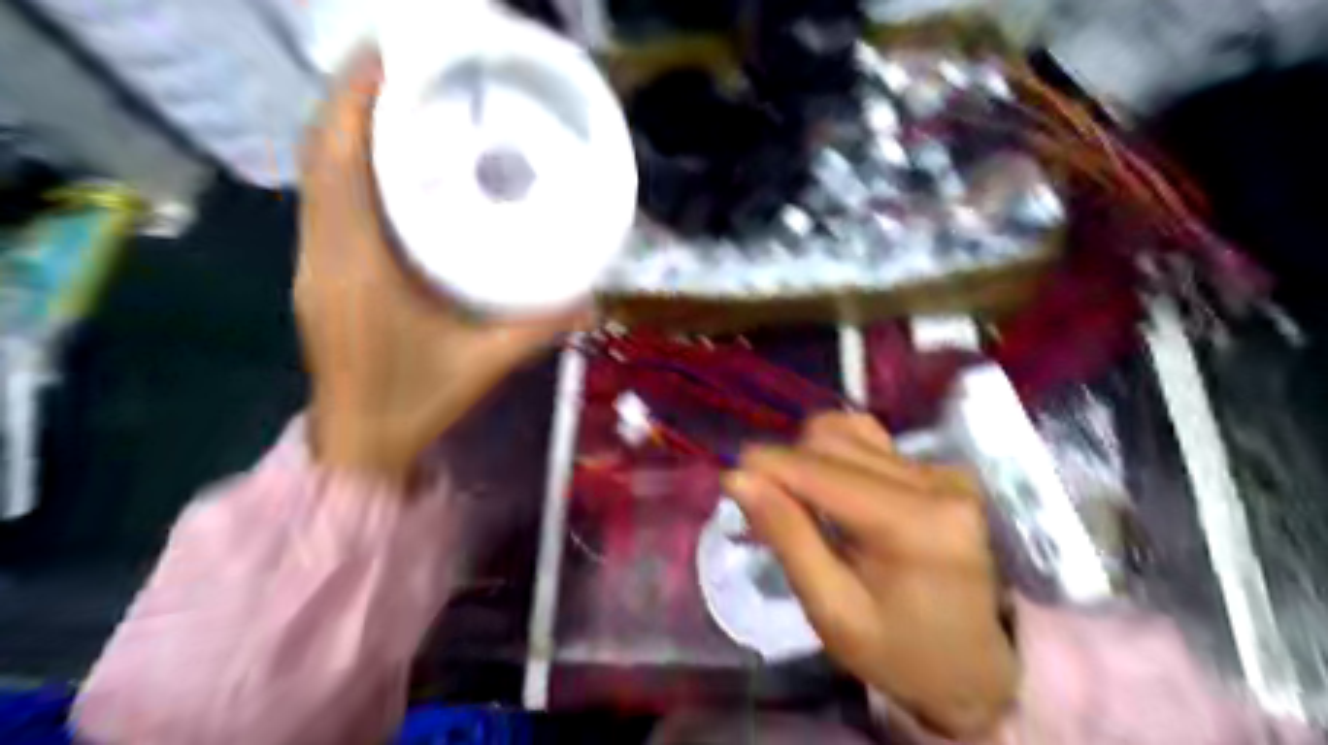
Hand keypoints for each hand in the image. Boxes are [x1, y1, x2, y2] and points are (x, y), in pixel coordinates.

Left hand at [294, 49, 583, 483]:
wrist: (360, 445)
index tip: (387, 58)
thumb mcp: (485, 364)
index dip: (354, 103)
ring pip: (315, 176)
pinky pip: (323, 200)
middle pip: (319, 156)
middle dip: (352, 101)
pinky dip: (345, 166)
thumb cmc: (415, 403)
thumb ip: (539, 327)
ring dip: (345, 130)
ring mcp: (312, 263)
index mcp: (357, 269)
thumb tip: (592, 297)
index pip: (339, 166)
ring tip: (395, 101)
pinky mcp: (318, 273)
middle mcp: (323, 254)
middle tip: (403, 68)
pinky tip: (384, 163)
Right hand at [724, 414, 1017, 739]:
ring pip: (848, 432)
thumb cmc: (897, 650)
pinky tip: (835, 488)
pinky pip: (870, 439)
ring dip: (811, 458)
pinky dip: (838, 454)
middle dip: (787, 465)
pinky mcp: (940, 468)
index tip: (730, 481)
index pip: (821, 470)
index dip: (767, 465)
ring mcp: (942, 470)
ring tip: (807, 504)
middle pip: (832, 440)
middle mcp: (935, 482)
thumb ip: (787, 535)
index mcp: (914, 524)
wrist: (973, 666)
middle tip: (771, 509)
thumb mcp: (831, 609)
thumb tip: (738, 476)